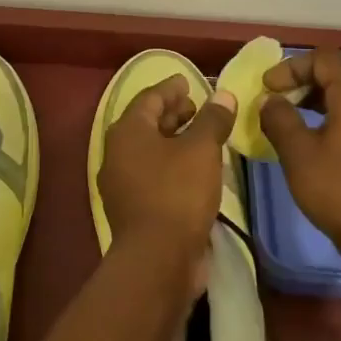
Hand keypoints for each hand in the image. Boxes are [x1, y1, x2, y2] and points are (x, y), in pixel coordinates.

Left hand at [97, 75, 235, 283]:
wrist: (158, 259)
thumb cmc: (177, 192)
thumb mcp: (201, 150)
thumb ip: (212, 119)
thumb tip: (223, 95)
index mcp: (127, 131)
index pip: (149, 97)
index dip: (171, 87)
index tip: (189, 81)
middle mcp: (117, 153)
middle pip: (146, 123)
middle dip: (172, 113)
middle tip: (198, 107)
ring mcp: (122, 183)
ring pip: (150, 150)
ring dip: (174, 140)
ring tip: (202, 136)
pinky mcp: (134, 207)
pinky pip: (153, 173)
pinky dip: (172, 164)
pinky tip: (196, 169)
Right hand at [259, 47, 340, 263]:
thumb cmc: (339, 192)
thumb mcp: (298, 154)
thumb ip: (279, 118)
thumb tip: (270, 100)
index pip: (323, 58)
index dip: (291, 66)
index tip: (268, 88)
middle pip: (339, 73)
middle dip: (304, 82)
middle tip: (277, 102)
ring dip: (320, 100)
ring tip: (294, 121)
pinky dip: (338, 116)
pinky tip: (321, 141)